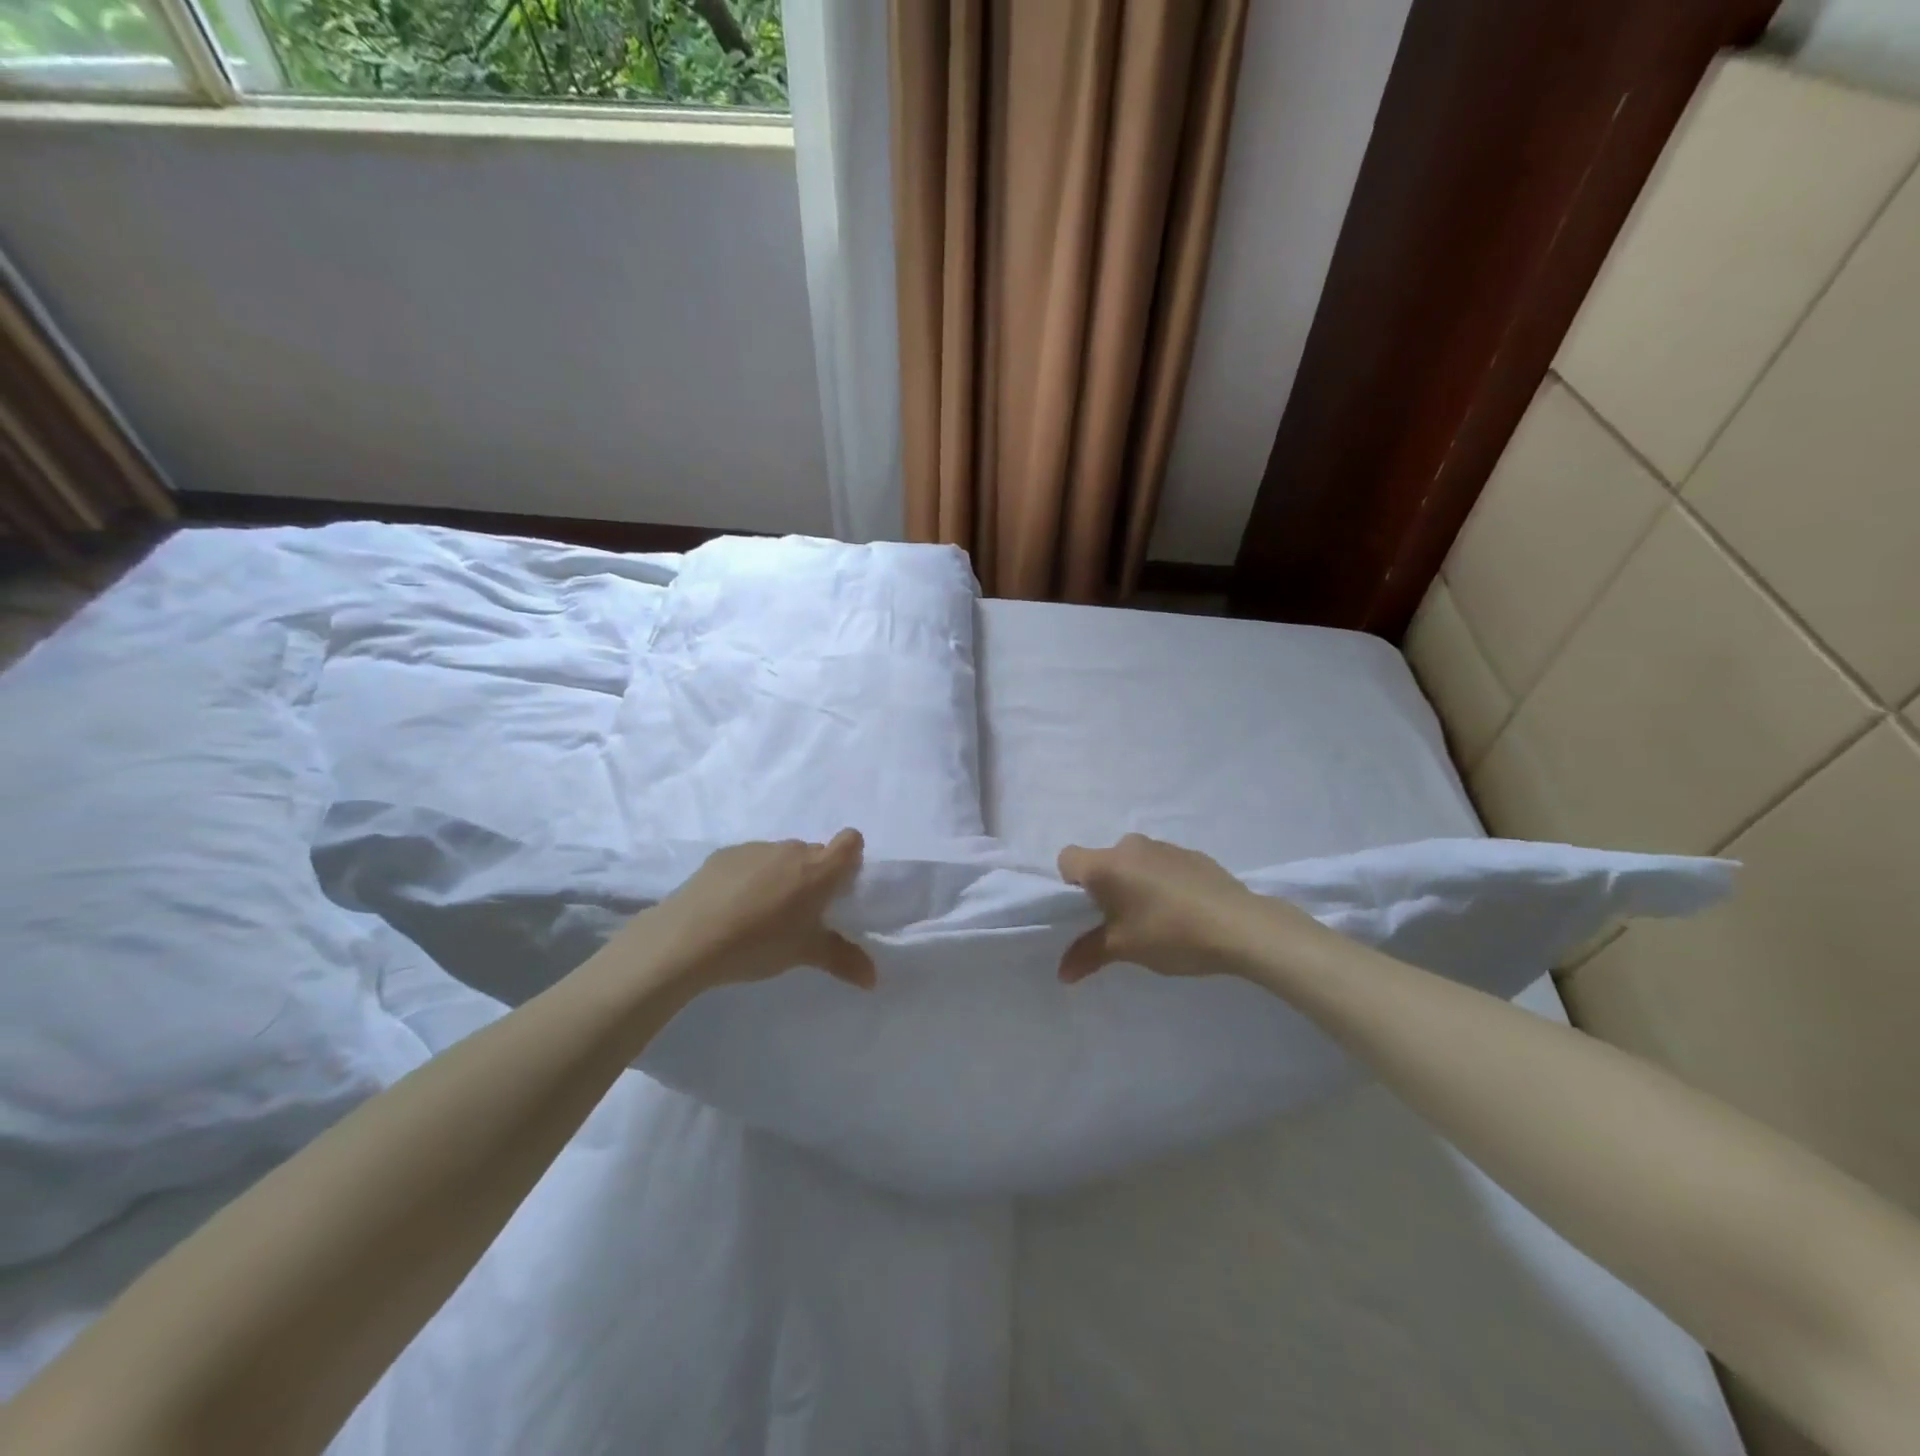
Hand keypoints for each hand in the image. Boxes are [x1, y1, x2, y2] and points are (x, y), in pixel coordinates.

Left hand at [617, 830, 875, 994]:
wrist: (687, 937)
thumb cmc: (758, 943)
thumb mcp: (804, 954)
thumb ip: (843, 960)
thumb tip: (874, 979)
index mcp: (818, 869)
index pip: (850, 841)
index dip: (851, 858)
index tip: (839, 887)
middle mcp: (791, 849)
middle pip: (815, 853)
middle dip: (814, 876)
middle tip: (801, 912)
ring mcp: (756, 848)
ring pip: (781, 857)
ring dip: (782, 876)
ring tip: (762, 913)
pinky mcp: (724, 854)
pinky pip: (751, 860)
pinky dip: (751, 877)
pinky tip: (732, 907)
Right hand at [1056, 833, 1321, 983]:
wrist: (1240, 926)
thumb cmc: (1170, 933)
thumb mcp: (1124, 949)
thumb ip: (1088, 955)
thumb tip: (1062, 974)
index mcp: (1106, 864)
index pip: (1068, 859)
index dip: (1070, 884)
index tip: (1089, 911)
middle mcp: (1130, 846)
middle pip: (1103, 861)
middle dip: (1106, 887)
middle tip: (1121, 921)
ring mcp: (1164, 846)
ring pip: (1134, 862)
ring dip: (1136, 883)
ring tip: (1156, 919)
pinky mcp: (1192, 854)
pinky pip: (1163, 865)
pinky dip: (1163, 882)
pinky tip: (1184, 911)